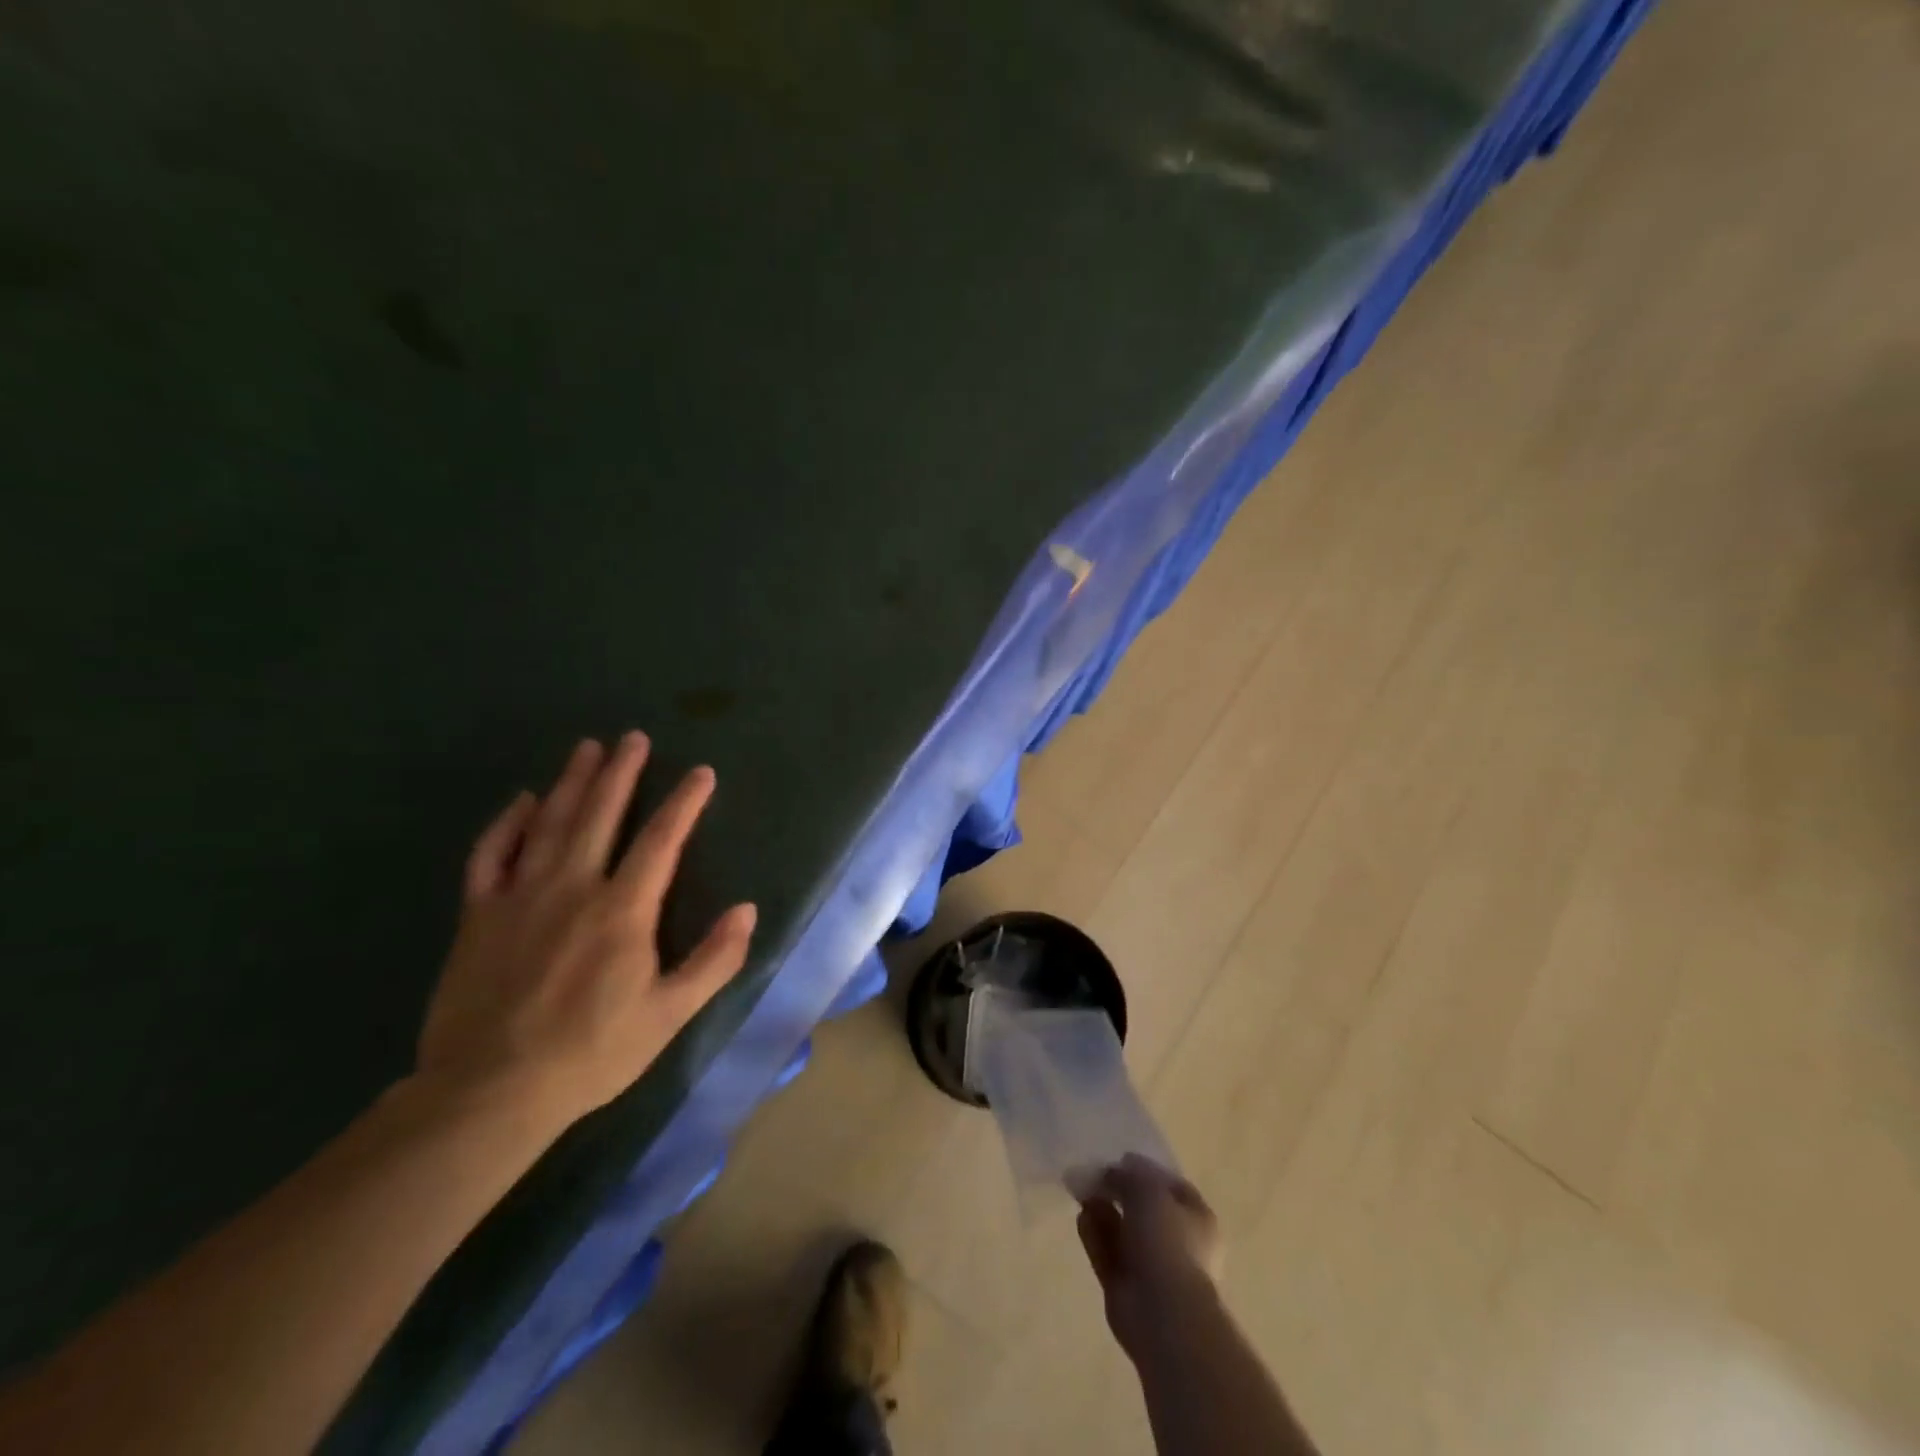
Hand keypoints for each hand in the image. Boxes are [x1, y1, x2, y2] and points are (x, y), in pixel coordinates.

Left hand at [416, 732, 756, 1129]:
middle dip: (621, 772)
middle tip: (632, 737)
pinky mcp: (479, 914)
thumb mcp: (669, 1015)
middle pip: (601, 815)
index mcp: (622, 911)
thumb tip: (747, 909)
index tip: (700, 773)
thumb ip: (713, 960)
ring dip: (572, 782)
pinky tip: (524, 800)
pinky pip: (491, 854)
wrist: (489, 1091)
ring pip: (550, 823)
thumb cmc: (591, 1053)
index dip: (684, 803)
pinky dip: (508, 823)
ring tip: (587, 747)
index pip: (661, 841)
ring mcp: (520, 896)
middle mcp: (573, 888)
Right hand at [1076, 1154, 1223, 1362]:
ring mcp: (1152, 1268)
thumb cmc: (1168, 1241)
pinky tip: (1080, 1218)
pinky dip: (1095, 1235)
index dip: (1145, 1170)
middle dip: (1118, 1192)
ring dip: (1103, 1211)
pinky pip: (1108, 1254)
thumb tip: (1114, 1170)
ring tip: (1082, 1192)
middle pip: (1143, 1209)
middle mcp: (1178, 1242)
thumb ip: (1128, 1175)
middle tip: (1094, 1176)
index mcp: (1197, 1218)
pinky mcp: (1127, 1288)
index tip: (1119, 1160)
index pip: (1170, 1186)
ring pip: (1123, 1232)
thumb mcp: (1148, 1190)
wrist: (1163, 1314)